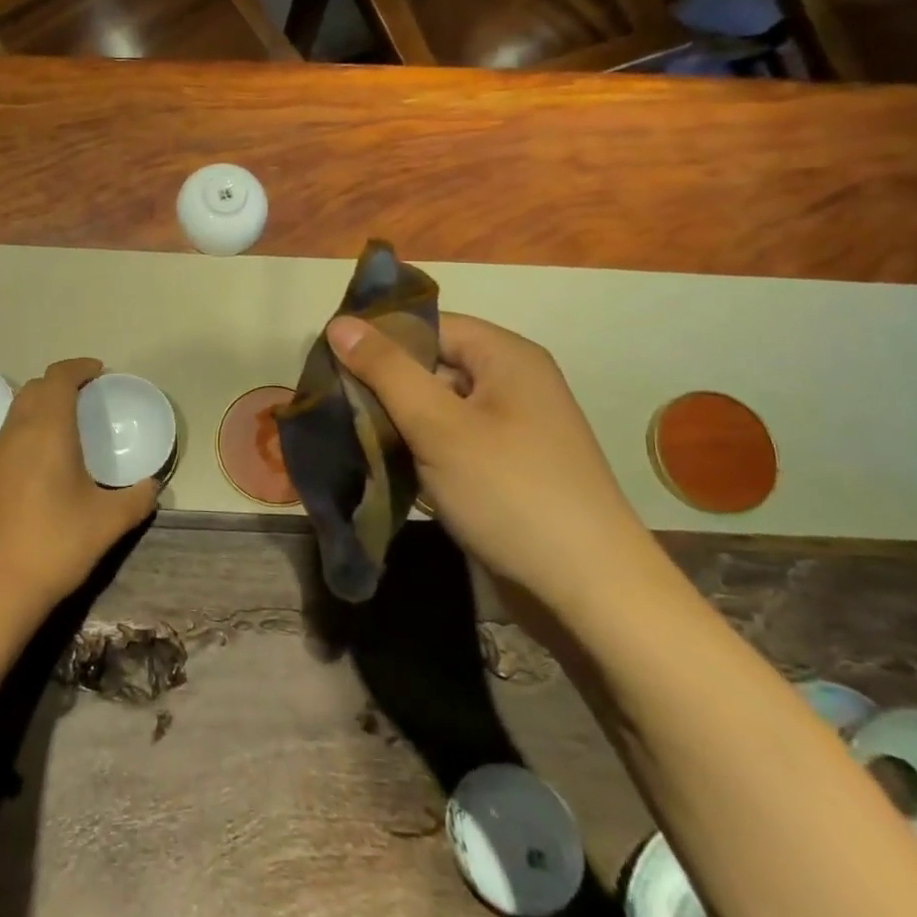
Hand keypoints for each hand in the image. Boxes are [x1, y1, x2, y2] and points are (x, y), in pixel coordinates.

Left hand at [0, 358, 158, 617]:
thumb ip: (137, 498)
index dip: (79, 368)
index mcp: (48, 431)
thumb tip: (152, 486)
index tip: (100, 373)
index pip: (58, 378)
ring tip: (70, 420)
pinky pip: (10, 431)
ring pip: (18, 408)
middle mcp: (18, 432)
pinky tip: (47, 454)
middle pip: (35, 388)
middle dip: (61, 382)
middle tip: (89, 394)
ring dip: (42, 402)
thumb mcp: (109, 522)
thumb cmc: (56, 544)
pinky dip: (30, 425)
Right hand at [325, 314, 658, 615]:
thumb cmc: (510, 493)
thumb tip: (338, 323)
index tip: (327, 361)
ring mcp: (510, 428)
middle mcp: (511, 382)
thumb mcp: (438, 426)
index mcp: (506, 356)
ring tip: (345, 433)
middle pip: (430, 364)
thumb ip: (386, 371)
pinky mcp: (504, 467)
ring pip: (435, 406)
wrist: (589, 593)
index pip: (428, 324)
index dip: (378, 337)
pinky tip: (382, 464)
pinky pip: (448, 440)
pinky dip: (416, 447)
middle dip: (381, 382)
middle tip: (330, 402)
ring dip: (395, 419)